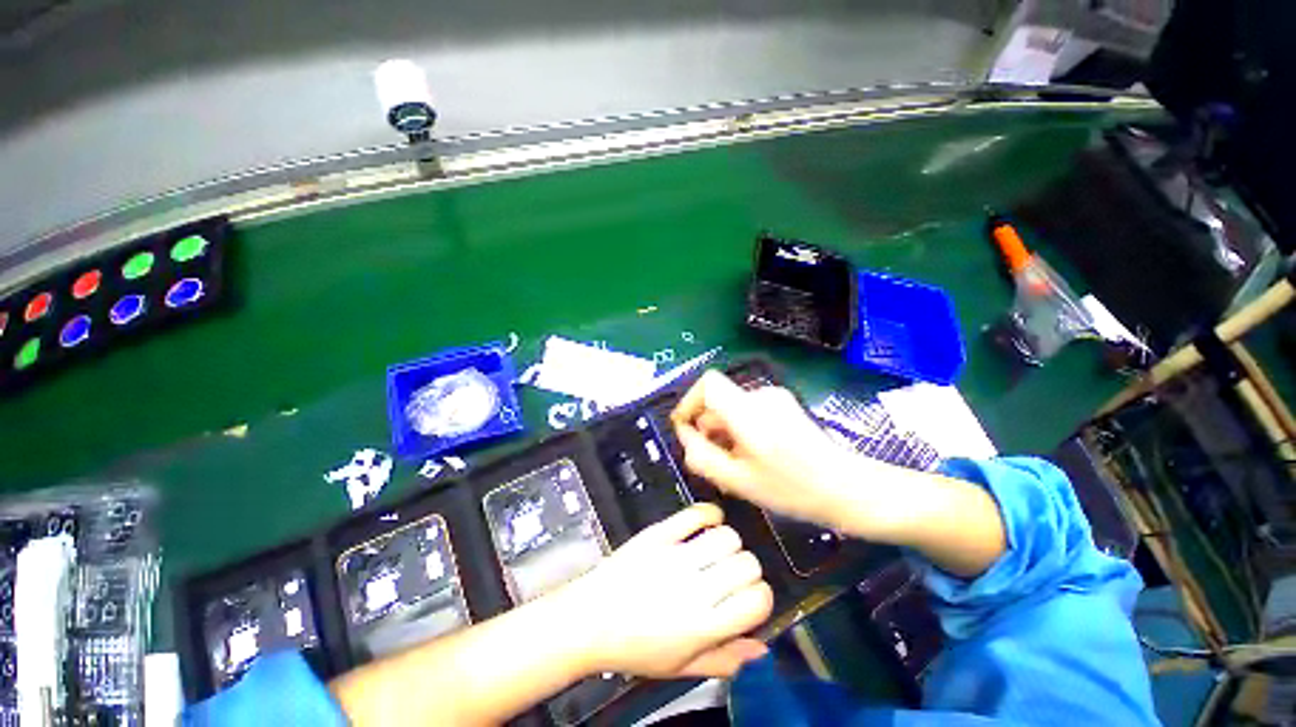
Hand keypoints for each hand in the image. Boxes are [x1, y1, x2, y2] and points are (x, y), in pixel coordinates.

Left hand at [553, 504, 772, 679]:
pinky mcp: (659, 533)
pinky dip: (709, 513)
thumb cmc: (635, 649)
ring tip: (716, 553)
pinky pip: (694, 513)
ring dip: (729, 544)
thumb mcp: (681, 668)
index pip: (757, 600)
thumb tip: (762, 647)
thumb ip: (725, 660)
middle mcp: (695, 588)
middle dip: (748, 570)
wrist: (590, 619)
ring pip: (726, 536)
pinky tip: (709, 521)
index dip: (761, 597)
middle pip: (747, 563)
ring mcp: (675, 556)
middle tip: (730, 577)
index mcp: (703, 626)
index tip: (750, 599)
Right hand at [670, 370, 868, 528]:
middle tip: (712, 460)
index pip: (707, 384)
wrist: (849, 488)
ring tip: (735, 464)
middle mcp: (761, 396)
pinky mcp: (783, 405)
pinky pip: (749, 411)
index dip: (689, 402)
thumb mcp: (739, 481)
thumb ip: (702, 457)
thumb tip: (684, 436)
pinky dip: (741, 430)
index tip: (684, 427)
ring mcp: (775, 398)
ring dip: (724, 432)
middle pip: (718, 400)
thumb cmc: (794, 490)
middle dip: (708, 428)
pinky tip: (752, 456)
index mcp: (748, 412)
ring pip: (733, 408)